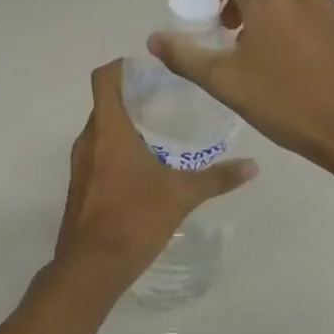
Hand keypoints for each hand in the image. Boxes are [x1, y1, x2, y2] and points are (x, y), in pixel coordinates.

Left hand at [48, 59, 256, 304]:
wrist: (91, 267)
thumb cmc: (134, 219)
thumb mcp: (181, 195)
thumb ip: (217, 178)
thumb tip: (253, 165)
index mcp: (108, 130)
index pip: (105, 78)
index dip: (123, 66)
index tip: (151, 68)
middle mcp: (89, 139)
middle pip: (105, 102)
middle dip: (133, 95)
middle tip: (168, 97)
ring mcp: (80, 163)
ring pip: (101, 128)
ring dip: (125, 123)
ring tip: (161, 129)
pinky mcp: (80, 184)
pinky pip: (98, 151)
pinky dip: (117, 147)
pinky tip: (145, 164)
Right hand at [148, 0, 333, 173]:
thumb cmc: (285, 103)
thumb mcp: (225, 83)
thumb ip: (185, 57)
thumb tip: (154, 39)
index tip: (206, 14)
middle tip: (232, 24)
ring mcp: (328, 8)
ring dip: (270, 0)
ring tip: (257, 42)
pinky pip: (312, 6)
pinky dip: (293, 15)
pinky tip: (288, 57)